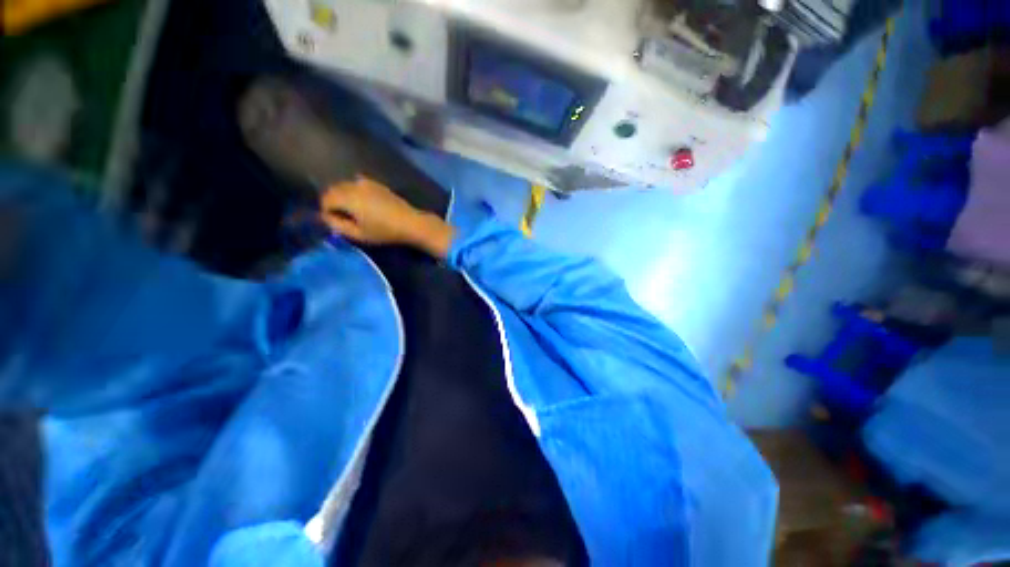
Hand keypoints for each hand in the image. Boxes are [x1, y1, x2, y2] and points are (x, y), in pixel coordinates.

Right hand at [320, 176, 454, 257]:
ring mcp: (367, 182)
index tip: (335, 223)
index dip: (327, 212)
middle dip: (333, 202)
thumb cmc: (384, 231)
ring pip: (346, 185)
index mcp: (348, 197)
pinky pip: (358, 183)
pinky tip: (364, 203)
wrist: (410, 223)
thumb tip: (326, 217)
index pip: (326, 199)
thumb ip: (337, 225)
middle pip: (334, 189)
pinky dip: (355, 191)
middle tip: (342, 217)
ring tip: (353, 212)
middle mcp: (355, 185)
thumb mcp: (358, 234)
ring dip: (344, 196)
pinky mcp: (377, 184)